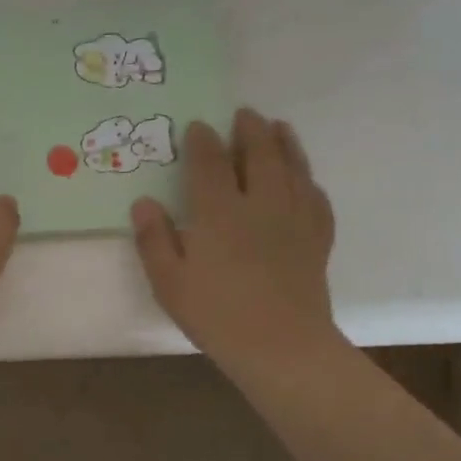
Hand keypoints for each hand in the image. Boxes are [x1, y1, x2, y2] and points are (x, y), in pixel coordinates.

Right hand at [131, 109, 336, 369]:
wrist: (280, 346)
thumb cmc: (216, 315)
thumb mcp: (169, 282)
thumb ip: (154, 240)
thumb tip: (143, 203)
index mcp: (220, 213)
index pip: (210, 164)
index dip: (202, 141)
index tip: (197, 125)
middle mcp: (261, 204)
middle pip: (259, 155)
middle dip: (250, 131)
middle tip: (244, 114)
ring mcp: (294, 219)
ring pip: (293, 168)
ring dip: (285, 144)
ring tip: (279, 127)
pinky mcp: (317, 239)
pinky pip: (316, 198)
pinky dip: (308, 181)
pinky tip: (304, 180)